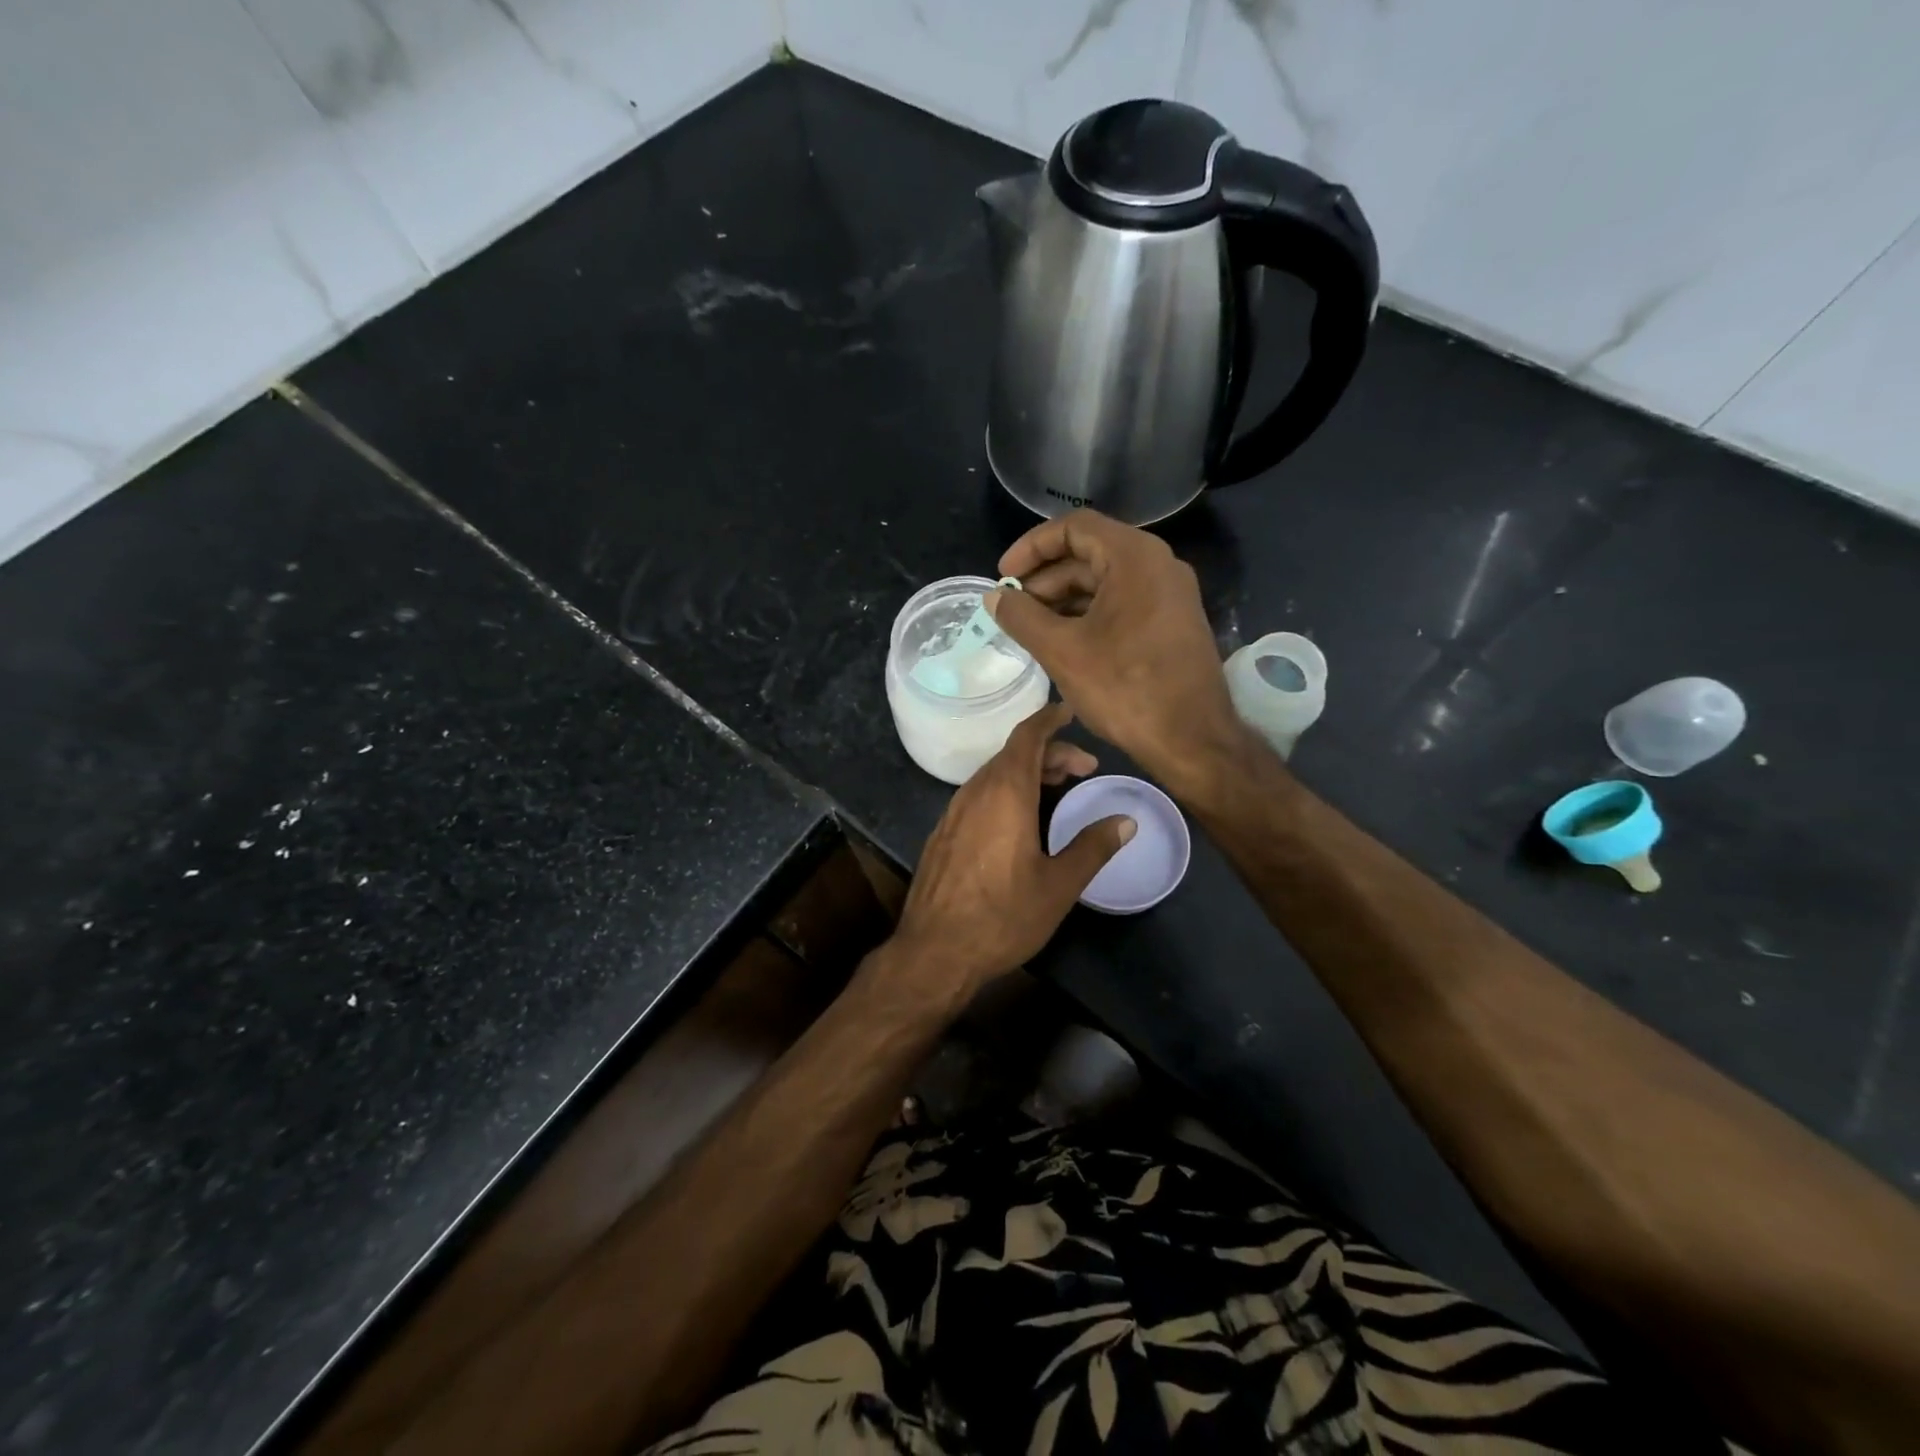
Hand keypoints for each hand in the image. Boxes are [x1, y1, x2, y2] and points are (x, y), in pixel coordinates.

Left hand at [892, 703, 1134, 997]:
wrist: (934, 951)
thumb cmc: (1003, 917)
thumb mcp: (1059, 885)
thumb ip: (1093, 847)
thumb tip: (1125, 821)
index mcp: (1005, 793)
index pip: (1028, 737)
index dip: (1050, 720)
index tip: (1070, 711)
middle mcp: (975, 792)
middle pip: (1013, 754)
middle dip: (1050, 752)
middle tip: (1085, 769)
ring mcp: (953, 812)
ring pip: (994, 774)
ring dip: (1027, 772)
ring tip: (1057, 787)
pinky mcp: (943, 833)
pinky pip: (979, 794)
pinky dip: (1006, 790)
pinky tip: (1020, 817)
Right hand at [986, 510, 1247, 788]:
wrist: (1192, 740)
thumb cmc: (1125, 688)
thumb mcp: (1062, 651)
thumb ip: (1022, 617)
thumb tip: (995, 597)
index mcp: (1134, 558)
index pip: (1073, 528)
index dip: (1031, 547)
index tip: (1004, 576)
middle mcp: (1158, 566)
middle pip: (1090, 553)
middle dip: (1045, 578)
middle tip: (1012, 609)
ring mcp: (1169, 595)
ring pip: (1105, 582)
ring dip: (1064, 600)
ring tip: (1030, 628)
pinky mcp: (1172, 623)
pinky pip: (1122, 604)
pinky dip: (1088, 615)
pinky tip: (1063, 641)